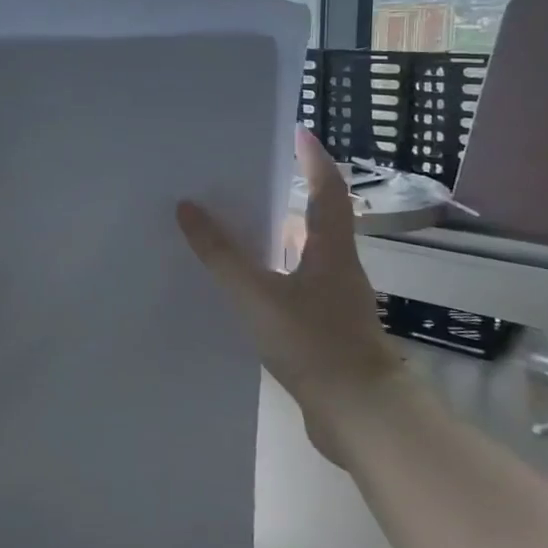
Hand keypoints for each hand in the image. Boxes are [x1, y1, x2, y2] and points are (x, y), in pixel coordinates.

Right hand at [177, 128, 399, 430]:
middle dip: (285, 195)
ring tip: (234, 227)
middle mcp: (338, 268)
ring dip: (275, 237)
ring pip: (303, 255)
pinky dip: (272, 274)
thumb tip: (188, 208)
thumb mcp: (257, 295)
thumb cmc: (314, 344)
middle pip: (315, 219)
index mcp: (331, 250)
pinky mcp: (326, 329)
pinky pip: (295, 286)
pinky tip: (243, 286)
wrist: (360, 416)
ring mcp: (334, 301)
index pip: (327, 189)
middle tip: (245, 179)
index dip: (314, 158)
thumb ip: (221, 254)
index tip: (297, 131)